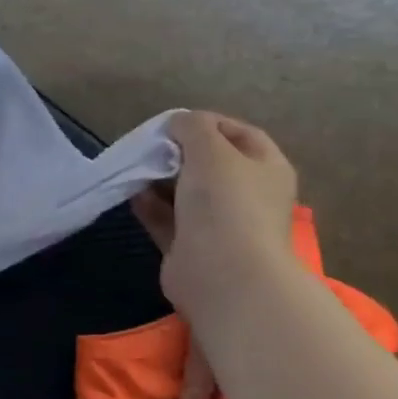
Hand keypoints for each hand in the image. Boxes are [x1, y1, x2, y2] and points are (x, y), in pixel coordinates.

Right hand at [134, 111, 297, 317]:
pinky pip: (167, 219)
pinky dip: (149, 205)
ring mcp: (219, 224)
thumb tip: (177, 123)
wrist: (224, 276)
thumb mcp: (210, 150)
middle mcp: (247, 196)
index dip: (209, 123)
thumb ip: (192, 127)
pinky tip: (131, 193)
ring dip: (159, 179)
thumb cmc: (226, 203)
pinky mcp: (191, 248)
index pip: (241, 134)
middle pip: (210, 164)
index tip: (175, 122)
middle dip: (178, 152)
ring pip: (185, 193)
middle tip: (150, 145)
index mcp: (266, 169)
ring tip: (135, 167)